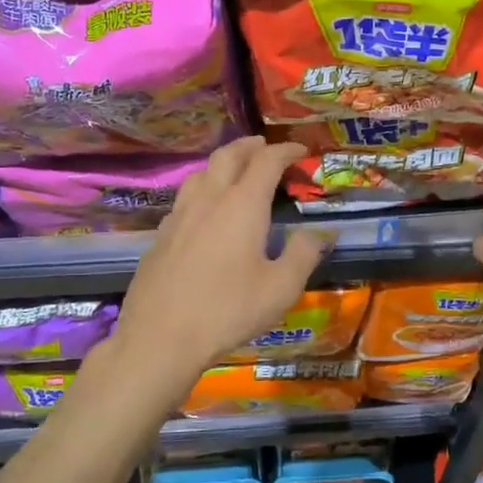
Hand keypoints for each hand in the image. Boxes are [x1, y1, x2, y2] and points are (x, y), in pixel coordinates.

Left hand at [110, 137, 327, 390]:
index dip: (286, 151)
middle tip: (265, 146)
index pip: (266, 161)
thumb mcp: (281, 288)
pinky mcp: (160, 236)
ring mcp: (179, 216)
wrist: (161, 336)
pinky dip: (202, 189)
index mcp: (242, 205)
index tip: (301, 150)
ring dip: (222, 163)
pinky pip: (184, 198)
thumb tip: (321, 233)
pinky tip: (205, 211)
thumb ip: (304, 254)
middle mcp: (208, 200)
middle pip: (228, 156)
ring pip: (200, 173)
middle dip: (250, 146)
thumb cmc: (228, 310)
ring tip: (235, 171)